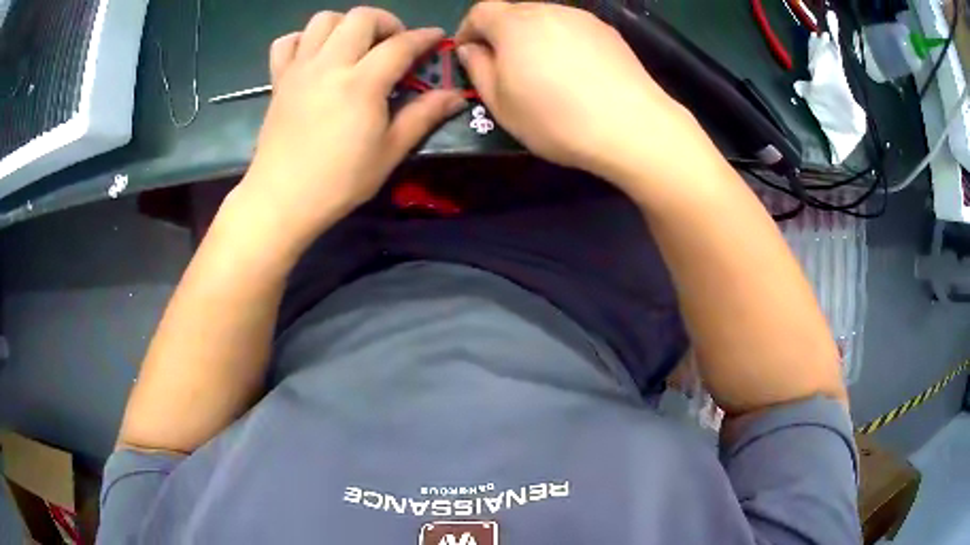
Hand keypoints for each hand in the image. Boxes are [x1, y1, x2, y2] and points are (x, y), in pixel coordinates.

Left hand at [233, 8, 465, 251]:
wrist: (281, 199)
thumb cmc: (339, 182)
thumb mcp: (389, 152)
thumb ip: (423, 116)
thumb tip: (455, 96)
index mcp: (361, 84)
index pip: (400, 45)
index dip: (424, 37)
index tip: (436, 38)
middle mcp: (329, 65)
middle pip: (360, 17)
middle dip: (385, 22)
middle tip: (392, 44)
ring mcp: (300, 70)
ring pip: (323, 20)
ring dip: (346, 24)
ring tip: (355, 46)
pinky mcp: (278, 80)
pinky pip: (287, 42)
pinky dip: (303, 39)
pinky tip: (315, 56)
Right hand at [455, 2, 709, 188]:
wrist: (631, 126)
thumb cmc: (555, 118)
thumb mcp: (500, 103)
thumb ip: (478, 69)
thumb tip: (471, 48)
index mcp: (514, 24)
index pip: (480, 12)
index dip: (468, 31)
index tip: (469, 54)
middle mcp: (548, 10)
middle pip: (514, 12)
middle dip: (501, 34)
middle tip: (506, 66)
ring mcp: (582, 18)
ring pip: (546, 19)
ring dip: (534, 37)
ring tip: (543, 71)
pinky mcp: (608, 31)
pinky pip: (573, 29)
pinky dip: (563, 42)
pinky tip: (575, 71)